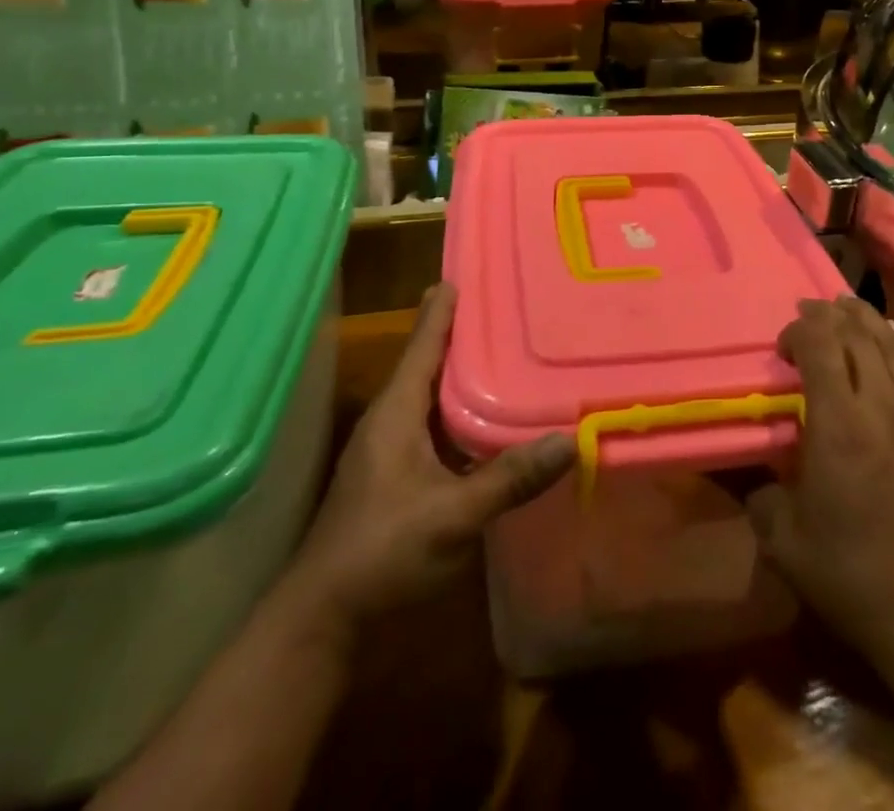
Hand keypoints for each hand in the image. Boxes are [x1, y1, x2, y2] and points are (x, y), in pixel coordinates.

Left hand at [288, 284, 573, 630]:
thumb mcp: (453, 515)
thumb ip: (509, 478)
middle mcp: (390, 420)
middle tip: (501, 304)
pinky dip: (459, 408)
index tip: (461, 274)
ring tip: (501, 349)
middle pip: (428, 362)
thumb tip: (570, 440)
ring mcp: (389, 450)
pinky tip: (486, 416)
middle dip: (459, 332)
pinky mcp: (395, 475)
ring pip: (430, 394)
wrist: (323, 619)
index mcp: (396, 413)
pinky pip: (433, 422)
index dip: (442, 310)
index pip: (423, 345)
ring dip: (460, 371)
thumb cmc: (382, 552)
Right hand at [748, 298, 893, 670]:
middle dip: (830, 314)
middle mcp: (881, 406)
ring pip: (892, 346)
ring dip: (866, 320)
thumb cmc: (850, 572)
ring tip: (847, 307)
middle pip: (859, 334)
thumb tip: (762, 481)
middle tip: (809, 312)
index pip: (821, 345)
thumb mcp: (784, 541)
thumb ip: (763, 498)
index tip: (782, 347)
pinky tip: (890, 337)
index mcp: (839, 424)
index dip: (799, 331)